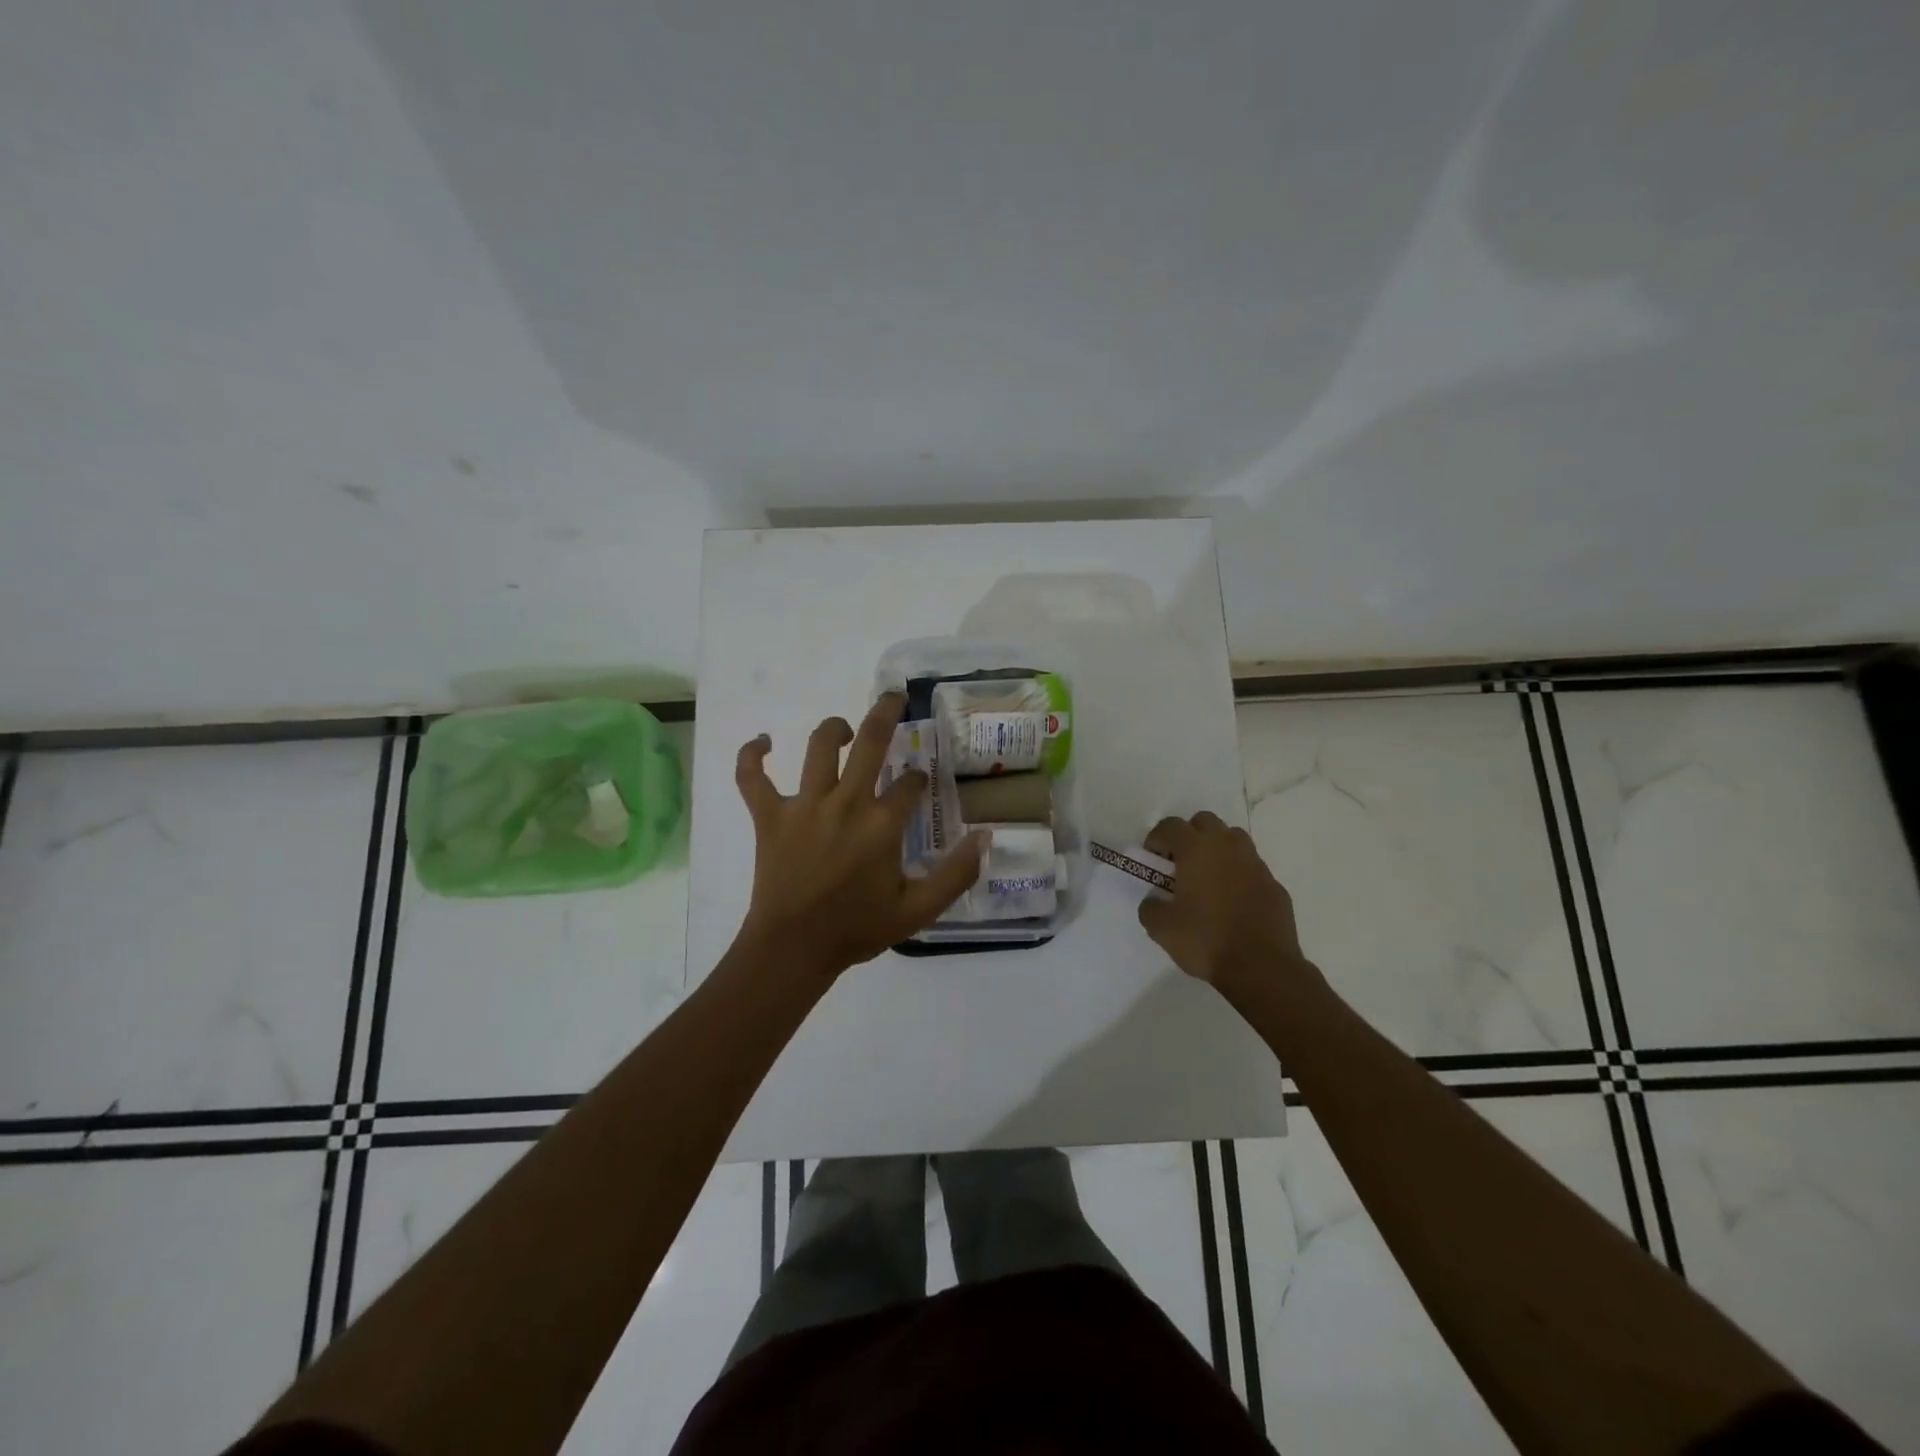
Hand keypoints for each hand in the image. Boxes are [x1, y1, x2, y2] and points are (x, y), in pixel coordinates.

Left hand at [734, 693, 984, 979]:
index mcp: (882, 824)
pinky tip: (762, 742)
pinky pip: (752, 777)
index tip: (918, 785)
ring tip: (845, 728)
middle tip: (895, 697)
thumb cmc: (857, 929)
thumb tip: (985, 837)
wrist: (793, 949)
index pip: (910, 783)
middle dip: (886, 712)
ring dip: (834, 728)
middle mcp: (846, 802)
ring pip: (818, 746)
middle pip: (870, 741)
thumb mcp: (918, 911)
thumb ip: (957, 874)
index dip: (918, 779)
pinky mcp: (769, 815)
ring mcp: (804, 805)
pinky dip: (752, 756)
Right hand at [1137, 812, 1308, 995]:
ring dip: (1217, 849)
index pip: (1171, 825)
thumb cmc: (1206, 940)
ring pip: (1233, 839)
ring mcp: (1255, 864)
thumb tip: (1153, 901)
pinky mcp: (1274, 885)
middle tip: (1180, 863)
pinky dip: (1239, 875)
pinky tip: (1233, 902)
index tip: (1152, 859)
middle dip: (1189, 835)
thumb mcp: (1161, 928)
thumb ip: (1150, 907)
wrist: (1261, 967)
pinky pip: (1252, 868)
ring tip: (1208, 877)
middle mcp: (1227, 847)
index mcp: (1196, 849)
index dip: (1157, 838)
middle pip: (1205, 822)